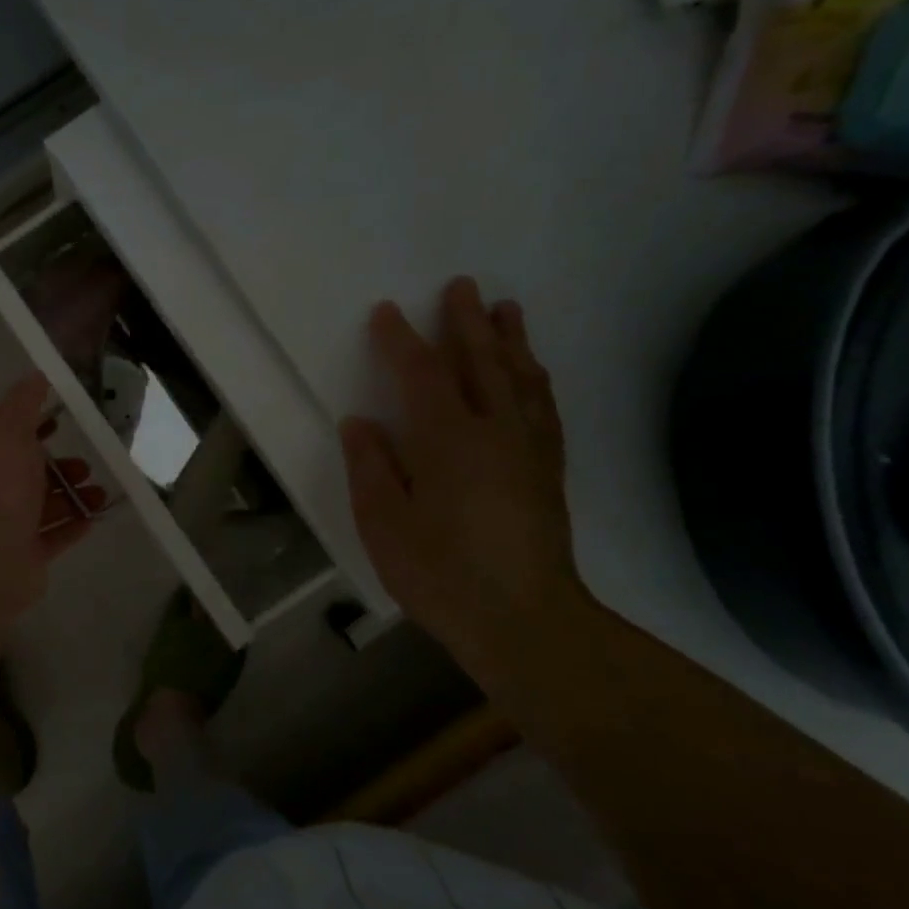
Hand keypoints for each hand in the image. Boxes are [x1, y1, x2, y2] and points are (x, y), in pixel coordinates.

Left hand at [0, 373, 106, 621]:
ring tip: (99, 494)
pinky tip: (94, 518)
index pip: (12, 434)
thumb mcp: (9, 433)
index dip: (36, 424)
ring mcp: (11, 525)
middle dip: (62, 465)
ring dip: (74, 496)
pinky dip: (73, 526)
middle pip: (32, 472)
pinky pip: (55, 537)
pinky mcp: (28, 555)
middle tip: (88, 465)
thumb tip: (36, 375)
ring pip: (47, 505)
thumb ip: (23, 405)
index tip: (64, 418)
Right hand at [340, 278, 587, 667]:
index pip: (423, 375)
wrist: (526, 623)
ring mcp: (529, 451)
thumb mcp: (384, 525)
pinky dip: (537, 382)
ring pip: (522, 380)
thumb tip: (360, 423)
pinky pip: (545, 410)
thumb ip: (371, 468)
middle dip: (467, 323)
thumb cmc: (442, 574)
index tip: (386, 312)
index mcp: (449, 441)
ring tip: (506, 310)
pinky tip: (534, 375)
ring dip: (511, 341)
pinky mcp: (549, 473)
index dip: (402, 340)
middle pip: (483, 363)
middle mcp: (496, 433)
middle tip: (461, 286)